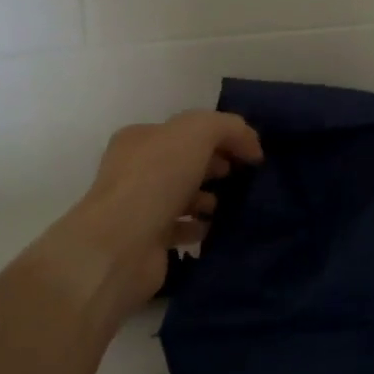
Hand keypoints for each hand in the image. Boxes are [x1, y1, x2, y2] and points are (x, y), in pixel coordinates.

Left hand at [51, 110, 263, 323]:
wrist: (122, 246)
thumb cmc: (156, 179)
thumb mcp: (198, 132)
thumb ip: (228, 128)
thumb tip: (251, 145)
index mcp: (140, 138)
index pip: (185, 130)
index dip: (219, 137)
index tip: (248, 153)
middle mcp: (135, 170)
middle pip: (183, 162)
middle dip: (214, 166)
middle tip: (241, 176)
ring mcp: (139, 207)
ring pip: (181, 196)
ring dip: (206, 198)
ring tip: (229, 204)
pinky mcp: (147, 241)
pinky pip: (179, 229)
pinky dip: (198, 227)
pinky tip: (214, 227)